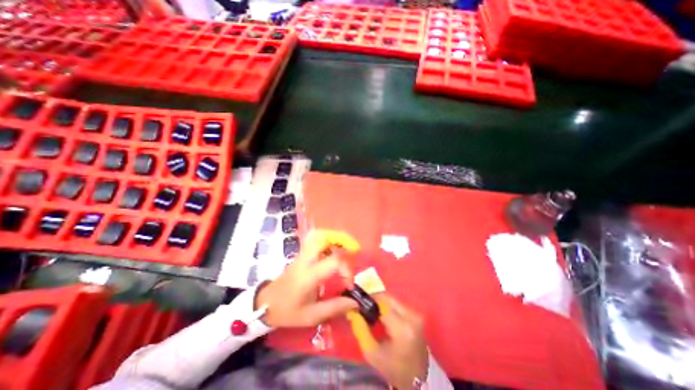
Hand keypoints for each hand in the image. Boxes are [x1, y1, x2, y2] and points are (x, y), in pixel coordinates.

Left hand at [256, 231, 363, 326]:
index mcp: (309, 275)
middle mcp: (306, 260)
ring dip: (332, 239)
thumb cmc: (288, 311)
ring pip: (317, 236)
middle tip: (350, 252)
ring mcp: (302, 254)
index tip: (348, 285)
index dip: (347, 270)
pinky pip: (315, 241)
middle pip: (323, 238)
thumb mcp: (312, 316)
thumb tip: (355, 302)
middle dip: (340, 241)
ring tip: (342, 251)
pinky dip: (326, 241)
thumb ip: (335, 307)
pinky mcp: (301, 254)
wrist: (266, 303)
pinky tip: (331, 253)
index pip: (334, 261)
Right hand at [366, 295, 426, 389]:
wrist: (418, 379)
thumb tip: (352, 310)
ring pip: (393, 299)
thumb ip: (360, 330)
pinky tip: (381, 313)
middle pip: (388, 298)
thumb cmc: (394, 368)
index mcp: (402, 328)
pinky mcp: (417, 314)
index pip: (382, 303)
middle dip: (374, 299)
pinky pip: (398, 303)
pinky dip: (388, 305)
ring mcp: (416, 314)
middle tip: (363, 305)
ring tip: (371, 310)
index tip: (357, 302)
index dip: (368, 300)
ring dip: (381, 302)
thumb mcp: (372, 353)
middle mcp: (412, 316)